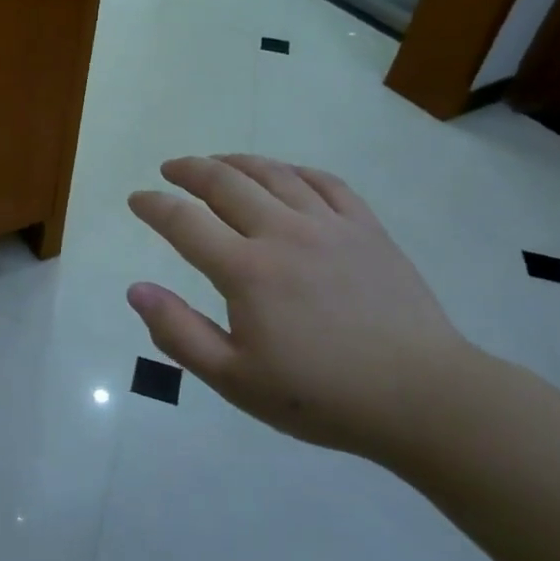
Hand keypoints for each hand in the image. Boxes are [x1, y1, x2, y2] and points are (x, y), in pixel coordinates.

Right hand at [126, 155, 475, 462]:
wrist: (423, 398)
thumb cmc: (321, 396)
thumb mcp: (234, 380)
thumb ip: (179, 332)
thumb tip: (136, 290)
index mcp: (247, 271)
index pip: (184, 222)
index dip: (153, 206)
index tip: (137, 199)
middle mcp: (283, 233)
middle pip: (225, 183)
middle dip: (189, 169)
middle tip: (170, 169)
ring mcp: (330, 225)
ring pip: (273, 173)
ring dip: (236, 162)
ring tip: (216, 162)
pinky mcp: (367, 229)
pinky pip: (324, 182)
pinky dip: (293, 170)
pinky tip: (283, 174)